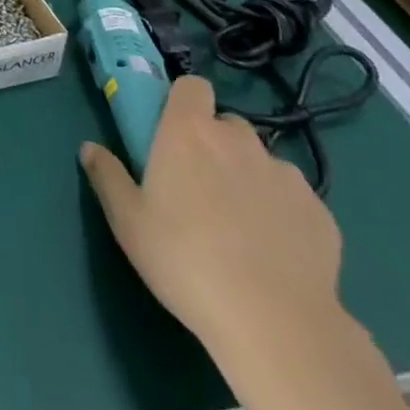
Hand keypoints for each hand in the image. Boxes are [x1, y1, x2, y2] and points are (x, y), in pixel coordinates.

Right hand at [80, 75, 343, 360]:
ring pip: (261, 161)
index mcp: (189, 131)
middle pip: (227, 124)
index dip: (184, 102)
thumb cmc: (185, 261)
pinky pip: (293, 199)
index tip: (173, 130)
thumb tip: (89, 148)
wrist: (276, 324)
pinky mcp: (320, 212)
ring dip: (249, 177)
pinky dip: (282, 213)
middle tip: (201, 186)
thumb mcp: (128, 222)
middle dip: (215, 144)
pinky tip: (274, 252)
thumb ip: (107, 176)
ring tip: (241, 225)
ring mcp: (285, 174)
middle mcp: (238, 140)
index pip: (192, 86)